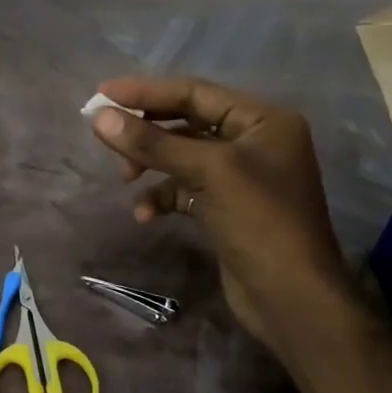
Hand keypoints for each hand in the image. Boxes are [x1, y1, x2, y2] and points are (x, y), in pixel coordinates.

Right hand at [88, 77, 363, 360]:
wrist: (293, 301)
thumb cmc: (260, 223)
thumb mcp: (207, 173)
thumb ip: (153, 142)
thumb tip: (98, 117)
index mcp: (263, 120)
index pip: (195, 92)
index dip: (146, 92)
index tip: (101, 95)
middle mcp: (254, 141)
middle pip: (186, 121)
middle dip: (146, 130)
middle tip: (105, 135)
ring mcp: (241, 176)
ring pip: (182, 155)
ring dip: (151, 164)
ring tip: (125, 178)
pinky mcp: (227, 206)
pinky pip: (185, 188)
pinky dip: (163, 196)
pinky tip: (146, 214)